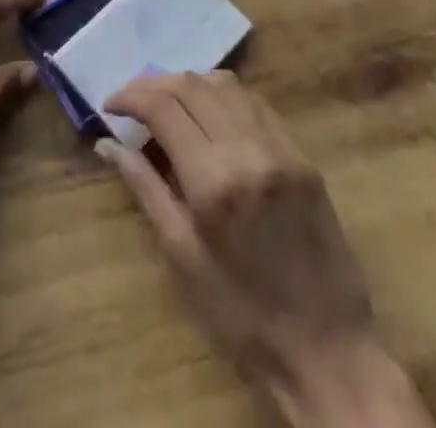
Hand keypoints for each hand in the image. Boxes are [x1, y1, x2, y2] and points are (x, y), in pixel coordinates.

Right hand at [100, 71, 431, 427]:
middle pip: (192, 85)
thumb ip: (145, 188)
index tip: (110, 106)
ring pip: (225, 85)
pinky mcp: (301, 155)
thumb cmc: (242, 315)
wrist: (328, 351)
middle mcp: (248, 151)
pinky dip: (224, 96)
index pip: (163, 107)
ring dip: (189, 84)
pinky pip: (255, 104)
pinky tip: (209, 113)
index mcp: (213, 181)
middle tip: (132, 100)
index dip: (130, 96)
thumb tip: (107, 144)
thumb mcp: (182, 256)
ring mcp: (280, 148)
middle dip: (154, 84)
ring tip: (167, 102)